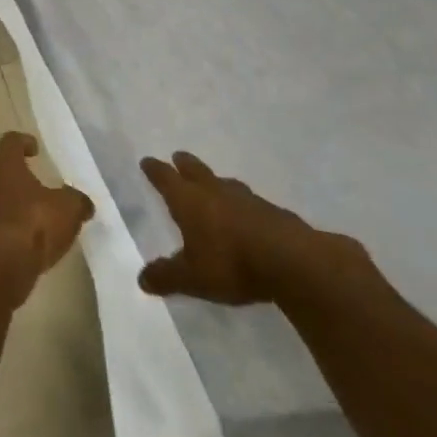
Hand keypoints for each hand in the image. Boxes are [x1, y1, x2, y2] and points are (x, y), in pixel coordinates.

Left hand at [0, 133, 92, 302]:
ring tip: (32, 217)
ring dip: (9, 203)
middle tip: (36, 186)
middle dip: (16, 175)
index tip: (35, 149)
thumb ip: (77, 200)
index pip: (10, 141)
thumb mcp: (68, 210)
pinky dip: (5, 228)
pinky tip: (22, 242)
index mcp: (4, 166)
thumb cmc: (31, 227)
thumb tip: (81, 202)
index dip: (23, 141)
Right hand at [138, 152, 364, 305]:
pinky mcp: (275, 213)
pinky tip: (248, 215)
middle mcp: (215, 192)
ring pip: (226, 184)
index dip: (155, 170)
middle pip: (196, 171)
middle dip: (184, 164)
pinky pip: (252, 203)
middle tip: (178, 157)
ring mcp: (248, 200)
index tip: (147, 161)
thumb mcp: (192, 278)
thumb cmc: (232, 264)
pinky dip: (243, 205)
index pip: (165, 178)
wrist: (295, 263)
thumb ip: (166, 276)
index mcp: (189, 201)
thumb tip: (141, 279)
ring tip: (214, 183)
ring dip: (216, 182)